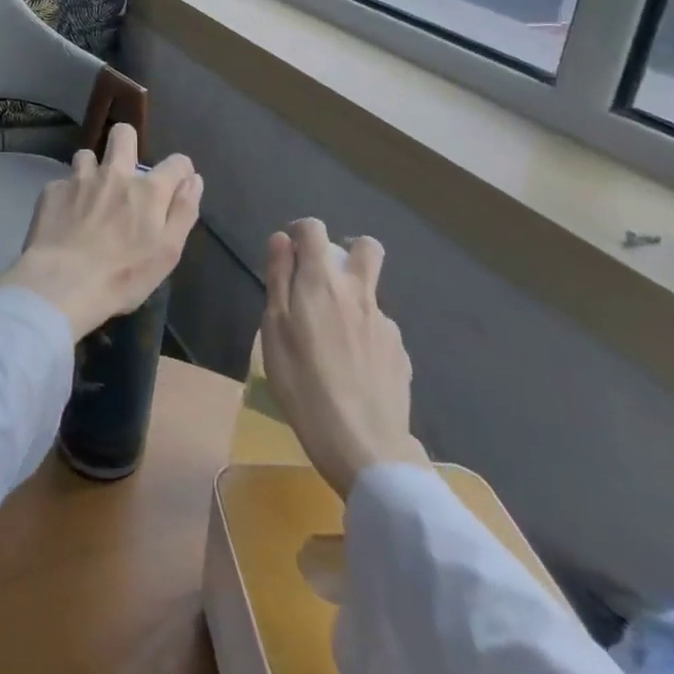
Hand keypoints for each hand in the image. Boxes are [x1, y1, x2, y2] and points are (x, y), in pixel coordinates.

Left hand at [0, 124, 202, 340]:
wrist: (61, 284)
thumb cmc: (122, 276)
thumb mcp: (168, 252)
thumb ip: (184, 211)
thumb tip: (193, 180)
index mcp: (148, 189)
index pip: (177, 162)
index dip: (180, 171)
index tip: (175, 186)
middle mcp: (115, 173)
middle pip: (123, 134)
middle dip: (127, 144)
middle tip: (124, 172)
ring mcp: (80, 178)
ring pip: (87, 155)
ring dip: (92, 171)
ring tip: (89, 196)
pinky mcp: (52, 190)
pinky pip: (63, 182)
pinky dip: (67, 196)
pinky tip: (64, 218)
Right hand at [260, 220, 426, 499]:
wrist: (363, 444)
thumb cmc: (303, 384)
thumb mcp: (274, 329)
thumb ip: (278, 279)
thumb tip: (281, 240)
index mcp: (322, 281)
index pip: (314, 229)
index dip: (299, 232)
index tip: (288, 252)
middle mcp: (359, 291)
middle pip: (365, 247)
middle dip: (346, 249)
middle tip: (323, 277)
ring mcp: (385, 322)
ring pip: (371, 291)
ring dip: (353, 297)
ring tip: (332, 337)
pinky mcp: (400, 353)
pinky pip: (379, 328)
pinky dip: (364, 334)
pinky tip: (352, 367)